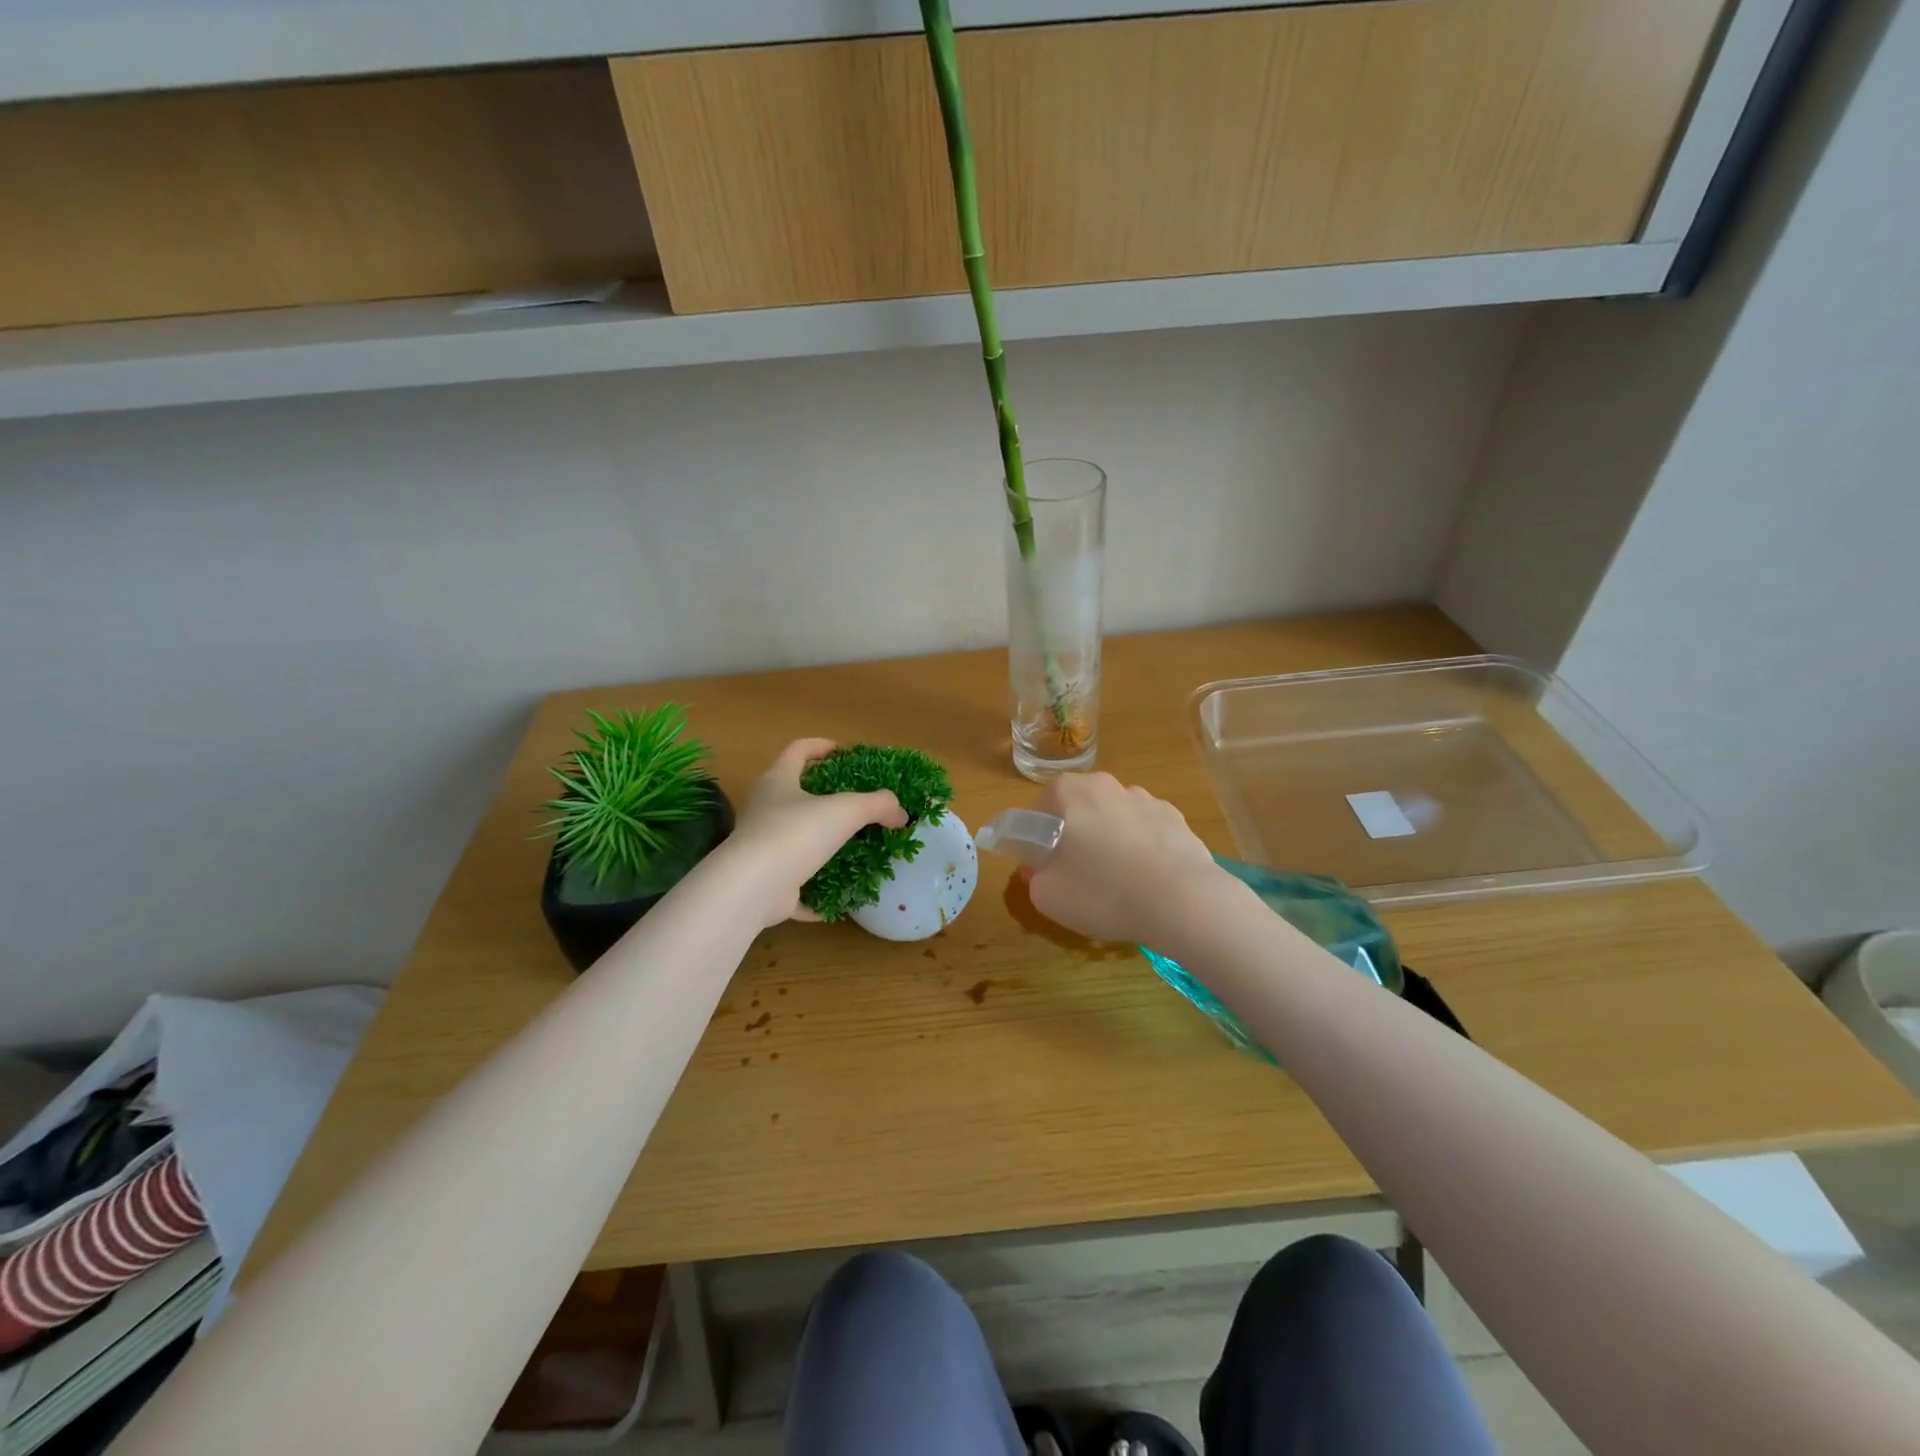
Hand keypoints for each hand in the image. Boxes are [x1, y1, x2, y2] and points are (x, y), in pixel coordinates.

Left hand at [726, 739, 907, 926]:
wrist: (753, 887)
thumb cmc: (796, 833)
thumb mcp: (847, 810)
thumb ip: (878, 805)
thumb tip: (900, 813)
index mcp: (778, 782)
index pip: (797, 751)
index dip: (819, 747)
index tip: (840, 751)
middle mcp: (764, 811)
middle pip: (792, 795)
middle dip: (822, 798)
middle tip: (853, 803)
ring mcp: (761, 849)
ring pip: (793, 842)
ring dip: (820, 847)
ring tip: (853, 850)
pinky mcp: (764, 883)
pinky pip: (794, 886)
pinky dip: (815, 892)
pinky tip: (838, 898)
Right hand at [1025, 773, 1224, 945]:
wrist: (1183, 902)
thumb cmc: (1103, 892)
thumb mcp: (1047, 895)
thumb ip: (1034, 877)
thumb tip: (1041, 869)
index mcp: (1070, 792)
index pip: (1041, 808)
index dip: (1039, 839)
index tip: (1047, 868)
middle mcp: (1107, 785)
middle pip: (1080, 810)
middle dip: (1076, 837)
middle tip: (1078, 878)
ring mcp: (1147, 799)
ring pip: (1115, 820)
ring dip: (1111, 843)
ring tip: (1118, 885)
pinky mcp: (1177, 820)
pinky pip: (1147, 833)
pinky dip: (1142, 851)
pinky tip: (1148, 883)